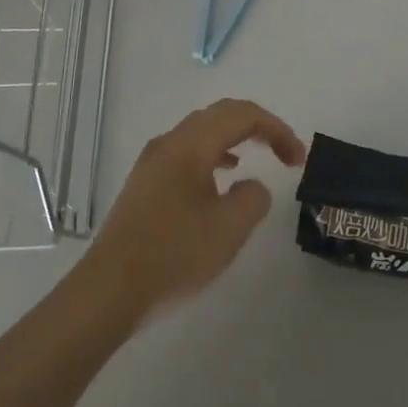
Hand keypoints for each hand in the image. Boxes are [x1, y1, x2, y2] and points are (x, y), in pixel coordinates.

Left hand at [79, 99, 305, 316]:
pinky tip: (222, 179)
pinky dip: (215, 155)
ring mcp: (153, 162)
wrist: (109, 291)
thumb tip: (251, 187)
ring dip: (236, 139)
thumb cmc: (173, 255)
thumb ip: (253, 198)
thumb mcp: (229, 229)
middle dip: (258, 127)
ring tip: (259, 159)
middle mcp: (169, 143)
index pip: (243, 115)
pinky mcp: (145, 184)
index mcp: (190, 145)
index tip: (298, 159)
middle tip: (285, 153)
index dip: (277, 129)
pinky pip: (188, 152)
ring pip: (202, 132)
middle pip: (221, 115)